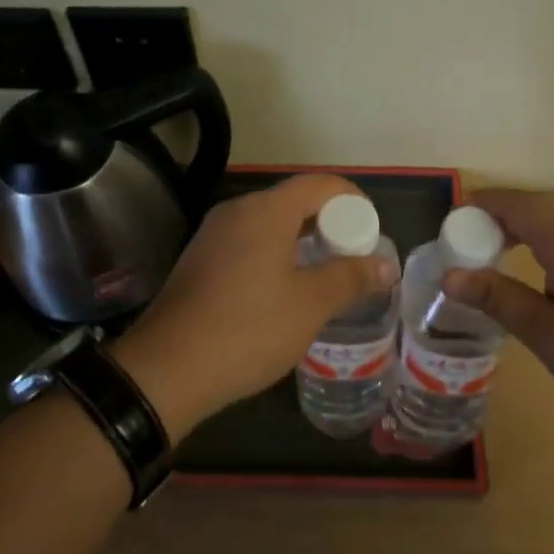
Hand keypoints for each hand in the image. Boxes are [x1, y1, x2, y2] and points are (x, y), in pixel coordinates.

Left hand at [113, 175, 397, 435]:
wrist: (167, 369)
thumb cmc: (248, 329)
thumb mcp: (309, 305)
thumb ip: (350, 278)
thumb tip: (385, 265)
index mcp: (266, 211)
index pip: (320, 184)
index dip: (353, 201)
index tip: (372, 232)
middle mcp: (237, 210)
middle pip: (294, 200)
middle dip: (329, 223)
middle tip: (353, 256)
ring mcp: (214, 233)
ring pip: (270, 222)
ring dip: (302, 240)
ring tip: (325, 273)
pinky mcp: (200, 258)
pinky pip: (248, 241)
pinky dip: (275, 253)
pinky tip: (284, 288)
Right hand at [442, 189, 553, 446]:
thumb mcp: (549, 336)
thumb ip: (499, 299)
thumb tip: (449, 276)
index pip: (514, 204)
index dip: (478, 208)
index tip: (448, 229)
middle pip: (535, 207)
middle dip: (496, 219)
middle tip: (463, 248)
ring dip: (522, 231)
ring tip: (493, 262)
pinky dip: (545, 245)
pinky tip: (539, 280)